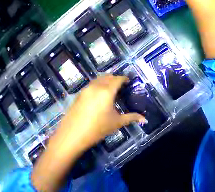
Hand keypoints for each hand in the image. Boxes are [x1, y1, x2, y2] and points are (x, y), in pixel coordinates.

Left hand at [32, 75, 144, 191]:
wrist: (69, 139)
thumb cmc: (96, 129)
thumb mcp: (117, 123)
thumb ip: (133, 118)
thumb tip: (145, 119)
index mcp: (107, 91)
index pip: (118, 79)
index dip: (125, 78)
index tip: (129, 82)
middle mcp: (96, 87)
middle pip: (109, 76)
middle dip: (116, 78)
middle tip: (121, 86)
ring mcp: (86, 90)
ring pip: (99, 78)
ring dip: (107, 80)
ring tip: (111, 88)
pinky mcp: (79, 95)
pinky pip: (92, 84)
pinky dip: (99, 84)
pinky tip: (100, 94)